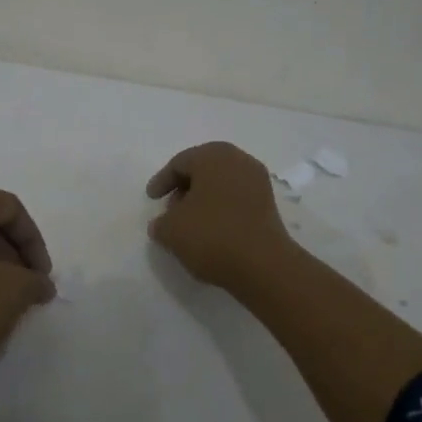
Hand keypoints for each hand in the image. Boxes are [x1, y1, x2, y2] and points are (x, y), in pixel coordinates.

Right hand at [146, 142, 297, 291]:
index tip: (151, 199)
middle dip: (184, 189)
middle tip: (170, 209)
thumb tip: (163, 224)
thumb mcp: (171, 230)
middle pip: (203, 170)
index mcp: (213, 156)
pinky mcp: (269, 205)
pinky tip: (211, 232)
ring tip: (189, 224)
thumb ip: (160, 222)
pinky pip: (236, 200)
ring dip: (203, 200)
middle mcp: (239, 161)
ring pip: (221, 185)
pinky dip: (221, 210)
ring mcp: (258, 182)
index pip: (179, 163)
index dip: (162, 181)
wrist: (263, 265)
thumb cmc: (212, 235)